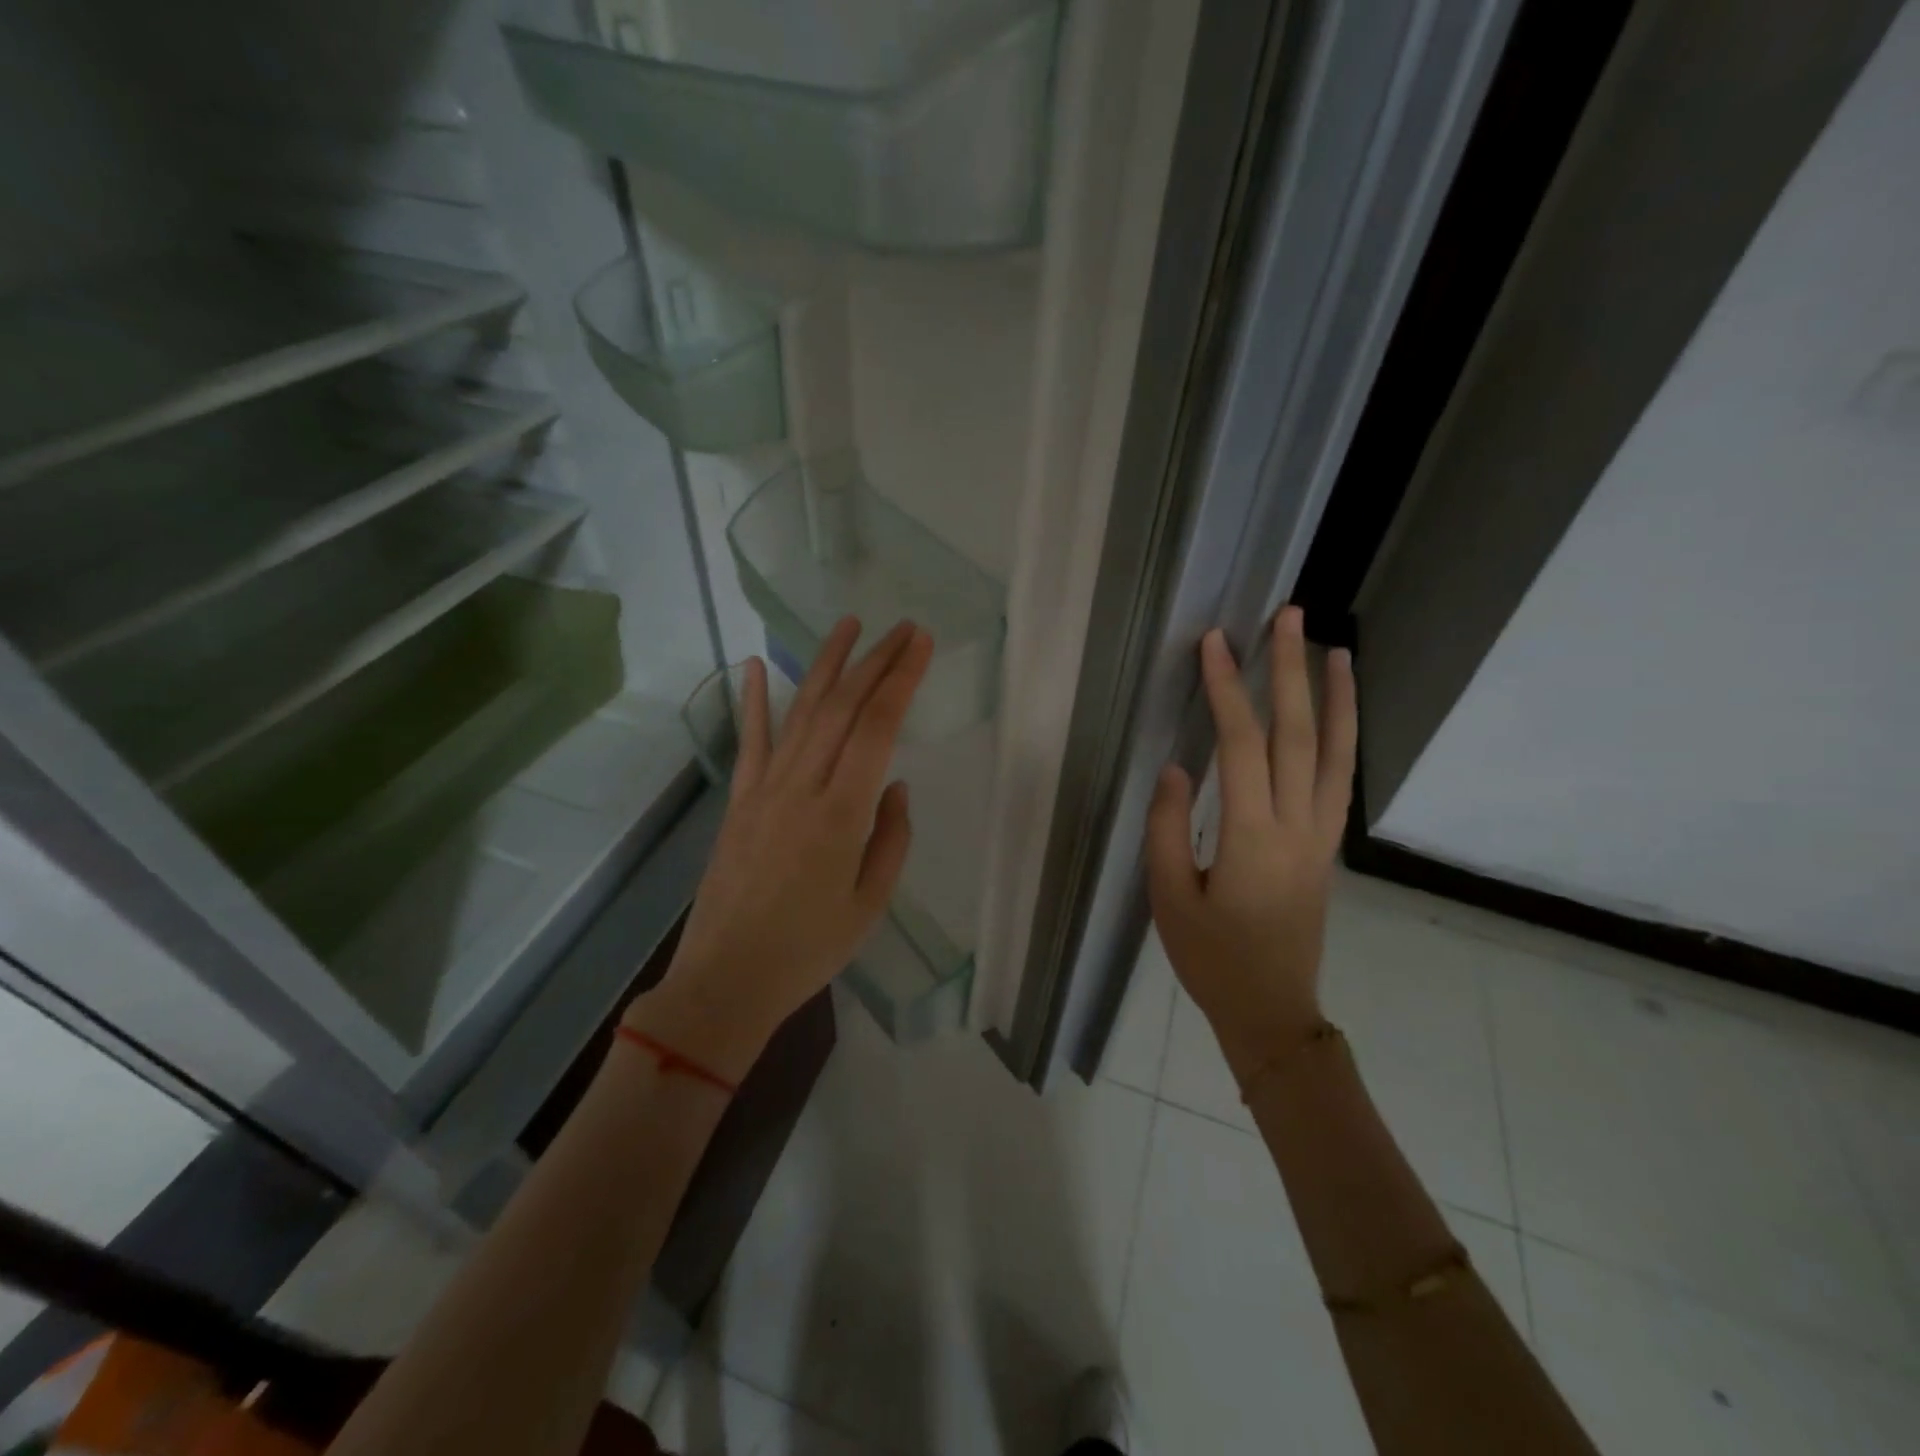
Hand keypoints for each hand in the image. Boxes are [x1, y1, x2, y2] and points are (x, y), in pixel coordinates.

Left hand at [628, 618, 932, 1079]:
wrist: (727, 979)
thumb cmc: (809, 949)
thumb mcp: (870, 903)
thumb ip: (891, 838)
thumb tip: (895, 785)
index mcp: (841, 814)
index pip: (877, 728)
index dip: (901, 680)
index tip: (921, 644)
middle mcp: (802, 787)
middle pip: (841, 707)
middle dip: (874, 661)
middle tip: (902, 628)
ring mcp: (765, 789)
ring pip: (799, 712)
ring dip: (825, 664)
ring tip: (847, 625)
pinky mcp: (739, 800)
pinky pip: (750, 742)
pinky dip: (752, 701)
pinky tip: (753, 665)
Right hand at [1145, 608, 1356, 1084]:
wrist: (1271, 1010)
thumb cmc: (1211, 958)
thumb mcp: (1168, 898)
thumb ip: (1169, 828)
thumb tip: (1179, 768)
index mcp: (1251, 837)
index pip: (1242, 745)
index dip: (1227, 690)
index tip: (1216, 643)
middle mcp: (1296, 826)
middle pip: (1298, 734)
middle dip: (1290, 671)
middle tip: (1289, 617)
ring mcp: (1320, 835)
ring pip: (1336, 753)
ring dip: (1337, 697)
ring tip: (1336, 649)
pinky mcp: (1326, 846)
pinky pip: (1339, 779)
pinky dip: (1344, 737)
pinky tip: (1338, 713)